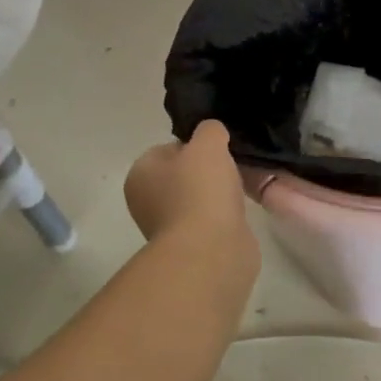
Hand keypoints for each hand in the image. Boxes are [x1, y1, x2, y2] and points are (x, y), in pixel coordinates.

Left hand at [124, 121, 259, 271]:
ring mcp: (167, 227)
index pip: (167, 148)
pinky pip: (209, 220)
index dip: (194, 145)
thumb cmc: (201, 190)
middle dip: (208, 171)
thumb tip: (212, 134)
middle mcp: (146, 200)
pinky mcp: (190, 247)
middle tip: (232, 167)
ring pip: (197, 198)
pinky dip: (223, 216)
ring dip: (217, 195)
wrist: (211, 250)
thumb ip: (210, 130)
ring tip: (240, 190)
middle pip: (182, 174)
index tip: (218, 149)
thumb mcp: (208, 143)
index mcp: (140, 173)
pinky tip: (238, 213)